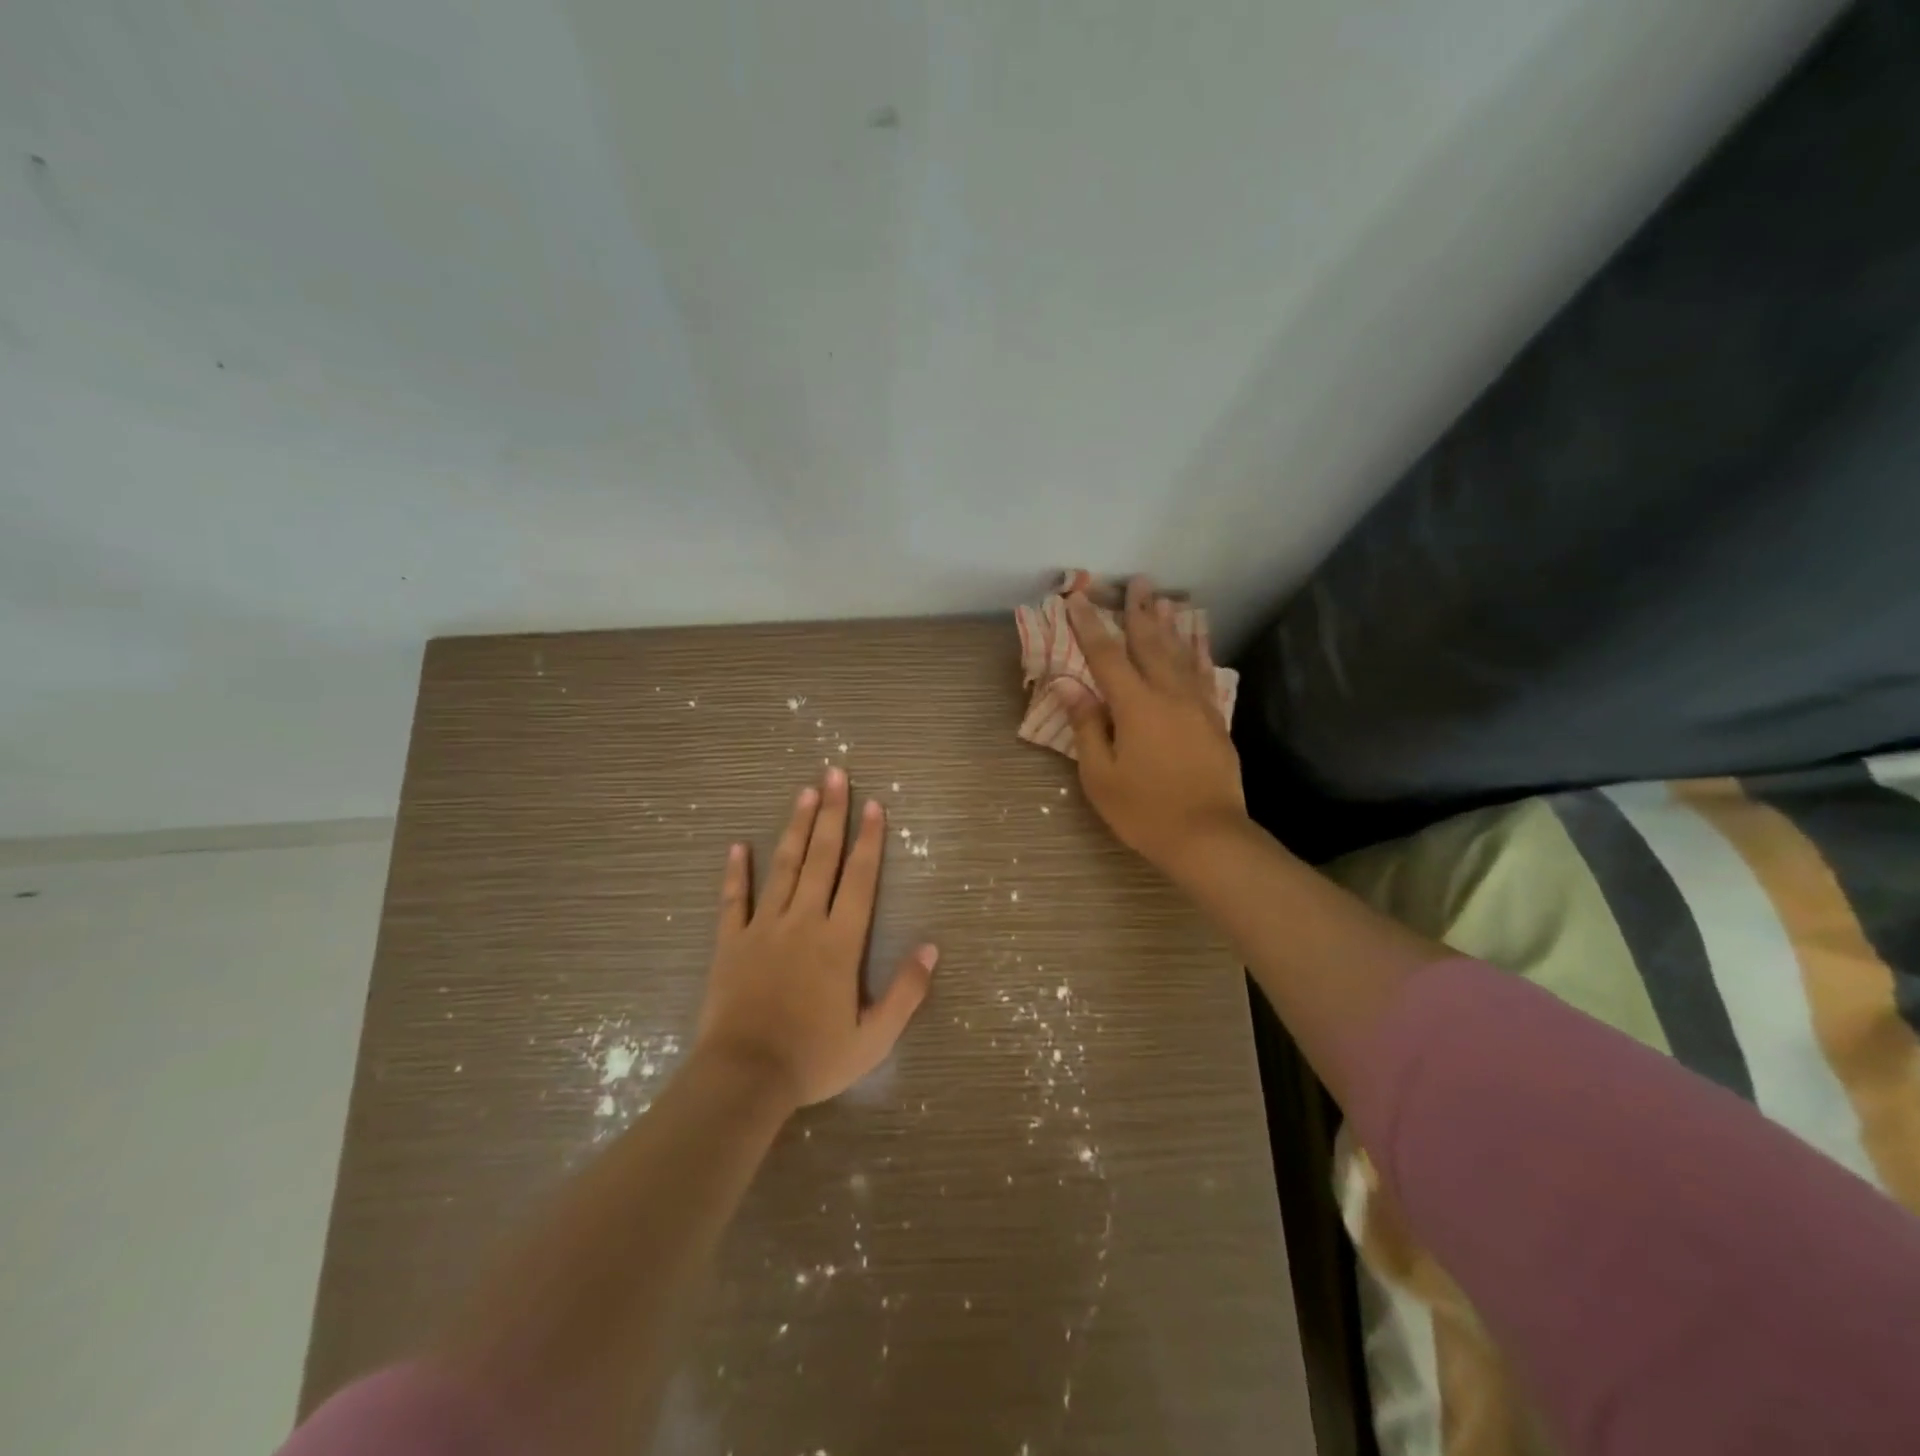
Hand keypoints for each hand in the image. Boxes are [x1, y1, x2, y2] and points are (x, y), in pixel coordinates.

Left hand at [693, 768, 936, 1108]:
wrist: (744, 1078)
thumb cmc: (813, 1058)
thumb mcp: (873, 1037)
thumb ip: (906, 992)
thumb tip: (931, 948)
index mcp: (839, 941)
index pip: (860, 878)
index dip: (870, 840)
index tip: (874, 805)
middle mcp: (803, 922)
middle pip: (821, 858)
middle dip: (831, 814)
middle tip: (835, 774)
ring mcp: (763, 928)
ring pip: (783, 867)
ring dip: (795, 828)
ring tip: (804, 792)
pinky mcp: (730, 943)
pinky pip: (733, 900)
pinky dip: (736, 872)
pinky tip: (738, 846)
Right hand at [1062, 577, 1247, 874]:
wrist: (1207, 836)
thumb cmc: (1144, 810)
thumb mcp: (1100, 775)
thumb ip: (1086, 725)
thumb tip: (1068, 685)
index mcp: (1135, 706)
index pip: (1106, 656)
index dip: (1089, 626)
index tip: (1077, 599)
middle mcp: (1168, 694)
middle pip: (1150, 643)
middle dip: (1139, 611)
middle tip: (1136, 581)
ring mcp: (1196, 705)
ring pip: (1180, 654)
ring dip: (1168, 625)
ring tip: (1162, 599)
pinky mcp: (1214, 720)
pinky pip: (1202, 675)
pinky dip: (1196, 653)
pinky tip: (1194, 644)